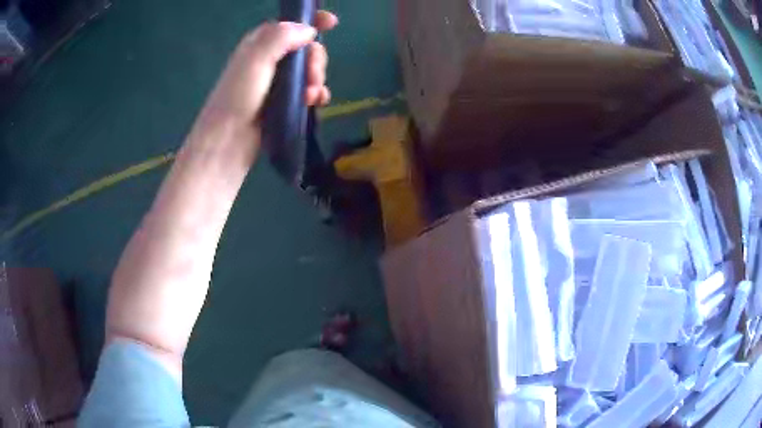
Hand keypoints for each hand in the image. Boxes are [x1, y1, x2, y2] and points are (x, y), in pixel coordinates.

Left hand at [188, 11, 338, 163]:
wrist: (229, 141)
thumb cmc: (239, 97)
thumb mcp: (256, 59)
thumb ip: (282, 37)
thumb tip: (309, 31)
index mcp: (260, 44)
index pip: (289, 24)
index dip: (311, 21)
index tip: (331, 24)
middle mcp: (269, 60)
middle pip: (304, 48)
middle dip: (315, 59)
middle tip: (313, 74)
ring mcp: (277, 83)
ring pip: (309, 70)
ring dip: (317, 79)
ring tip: (311, 95)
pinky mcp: (284, 103)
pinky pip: (308, 91)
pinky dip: (316, 95)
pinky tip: (316, 102)